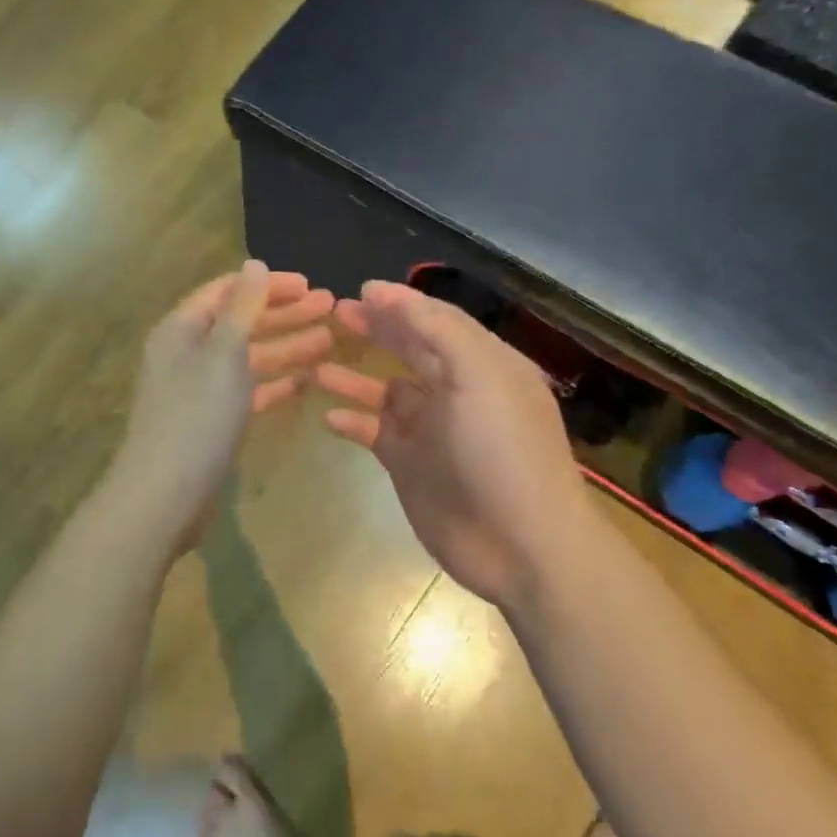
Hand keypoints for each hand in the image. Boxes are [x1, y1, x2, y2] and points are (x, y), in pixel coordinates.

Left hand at [109, 262, 334, 550]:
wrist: (165, 496)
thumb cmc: (196, 416)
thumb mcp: (223, 353)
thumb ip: (242, 307)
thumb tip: (255, 264)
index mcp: (182, 328)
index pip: (226, 291)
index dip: (267, 285)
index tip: (308, 283)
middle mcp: (187, 354)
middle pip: (240, 322)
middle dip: (284, 314)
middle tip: (329, 307)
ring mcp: (199, 390)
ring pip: (247, 359)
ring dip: (286, 348)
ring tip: (329, 341)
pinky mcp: (211, 422)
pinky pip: (246, 392)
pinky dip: (273, 384)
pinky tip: (305, 382)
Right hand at [315, 280, 589, 605]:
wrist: (520, 546)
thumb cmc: (502, 451)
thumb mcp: (478, 375)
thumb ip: (434, 328)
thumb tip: (382, 292)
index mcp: (483, 365)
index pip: (437, 321)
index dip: (400, 303)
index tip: (359, 290)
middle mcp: (457, 392)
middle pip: (410, 349)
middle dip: (376, 329)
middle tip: (335, 313)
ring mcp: (431, 430)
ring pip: (385, 392)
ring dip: (353, 377)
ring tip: (317, 363)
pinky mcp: (410, 464)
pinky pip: (374, 432)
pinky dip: (352, 421)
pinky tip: (328, 416)